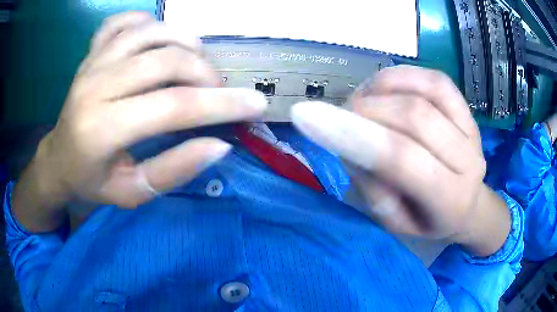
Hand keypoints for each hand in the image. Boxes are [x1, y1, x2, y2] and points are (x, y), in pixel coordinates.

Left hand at [13, 12, 266, 230]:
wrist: (58, 160)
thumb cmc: (92, 181)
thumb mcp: (132, 192)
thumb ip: (173, 170)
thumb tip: (219, 145)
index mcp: (101, 129)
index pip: (172, 106)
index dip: (221, 104)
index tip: (256, 104)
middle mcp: (95, 86)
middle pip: (166, 61)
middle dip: (206, 75)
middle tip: (217, 91)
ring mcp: (92, 62)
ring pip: (151, 31)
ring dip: (185, 42)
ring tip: (195, 64)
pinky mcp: (91, 51)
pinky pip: (124, 21)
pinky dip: (149, 22)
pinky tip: (158, 39)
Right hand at [292, 66, 509, 255]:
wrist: (466, 206)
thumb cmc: (426, 221)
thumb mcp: (392, 221)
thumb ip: (371, 182)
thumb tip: (347, 133)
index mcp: (449, 200)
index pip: (402, 159)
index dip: (353, 133)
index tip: (304, 116)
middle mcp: (468, 161)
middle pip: (415, 117)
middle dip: (365, 109)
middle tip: (339, 116)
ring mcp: (472, 130)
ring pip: (426, 90)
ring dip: (381, 88)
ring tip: (363, 102)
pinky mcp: (468, 109)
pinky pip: (435, 79)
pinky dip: (402, 76)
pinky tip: (384, 87)